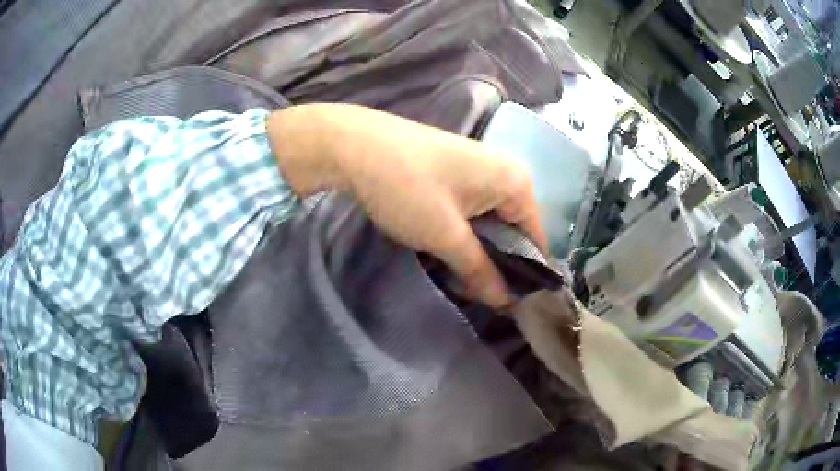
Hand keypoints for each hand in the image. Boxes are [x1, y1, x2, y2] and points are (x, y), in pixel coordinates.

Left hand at [267, 103, 545, 307]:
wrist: (354, 146)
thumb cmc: (408, 188)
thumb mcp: (446, 237)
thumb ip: (480, 271)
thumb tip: (505, 303)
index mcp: (516, 182)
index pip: (535, 239)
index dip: (524, 275)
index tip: (507, 305)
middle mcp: (505, 172)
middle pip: (513, 230)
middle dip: (495, 263)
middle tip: (474, 293)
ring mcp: (479, 169)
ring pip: (489, 222)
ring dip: (475, 250)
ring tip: (456, 276)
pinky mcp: (455, 171)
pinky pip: (471, 210)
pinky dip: (462, 232)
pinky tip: (444, 248)